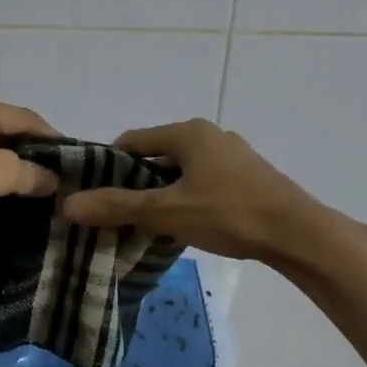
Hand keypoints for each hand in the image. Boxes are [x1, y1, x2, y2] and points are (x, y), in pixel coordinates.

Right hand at [60, 119, 333, 262]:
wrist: (298, 234)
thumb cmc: (229, 214)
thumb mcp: (166, 211)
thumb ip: (118, 206)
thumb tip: (67, 205)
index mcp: (188, 132)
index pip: (131, 141)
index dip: (108, 166)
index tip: (95, 195)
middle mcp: (210, 135)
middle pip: (156, 155)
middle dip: (136, 183)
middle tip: (119, 214)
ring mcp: (233, 155)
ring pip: (182, 171)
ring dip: (162, 192)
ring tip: (150, 223)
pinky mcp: (249, 176)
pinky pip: (204, 181)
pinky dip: (188, 197)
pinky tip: (188, 224)